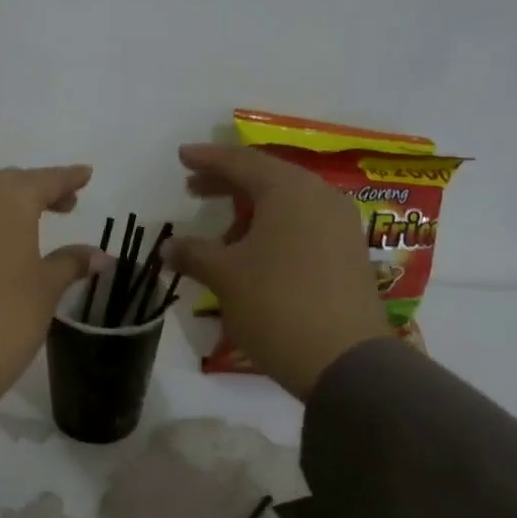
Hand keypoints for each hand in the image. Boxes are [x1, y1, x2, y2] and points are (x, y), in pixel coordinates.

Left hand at [0, 165, 101, 405]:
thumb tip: (99, 256)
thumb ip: (71, 262)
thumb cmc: (6, 318)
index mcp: (8, 197)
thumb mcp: (46, 289)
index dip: (68, 179)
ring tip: (15, 221)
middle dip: (35, 191)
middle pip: (8, 183)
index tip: (85, 175)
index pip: (46, 180)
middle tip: (60, 206)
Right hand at [162, 143, 392, 399]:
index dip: (208, 159)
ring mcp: (340, 226)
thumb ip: (194, 253)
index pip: (241, 162)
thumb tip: (168, 247)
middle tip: (194, 189)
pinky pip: (303, 226)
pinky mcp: (348, 255)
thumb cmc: (277, 304)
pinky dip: (273, 230)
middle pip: (267, 178)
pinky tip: (254, 255)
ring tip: (221, 236)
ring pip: (287, 204)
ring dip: (250, 212)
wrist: (346, 361)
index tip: (182, 156)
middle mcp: (320, 197)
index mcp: (289, 190)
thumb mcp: (225, 276)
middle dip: (227, 183)